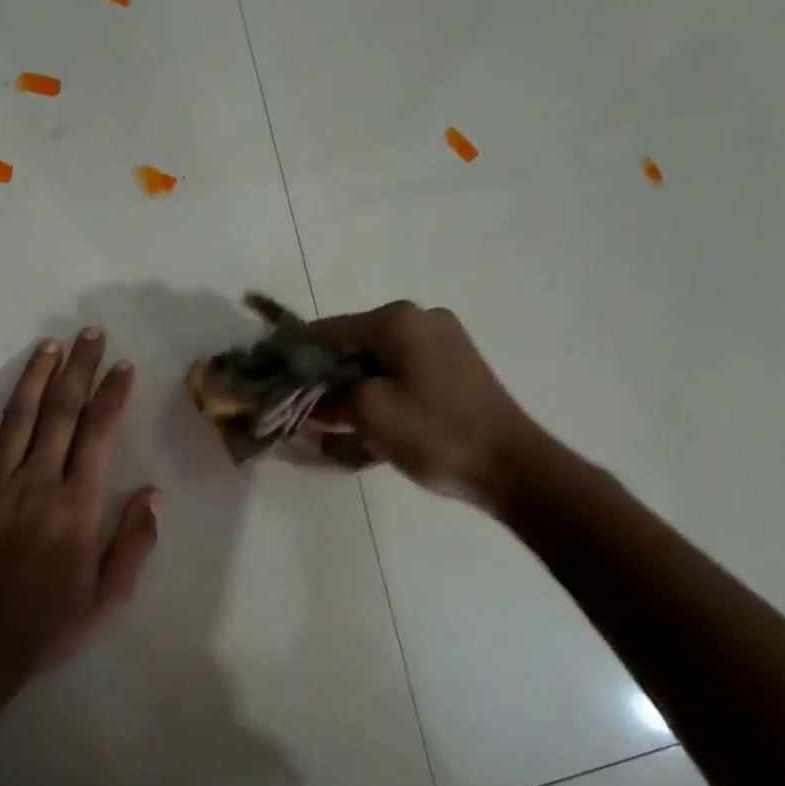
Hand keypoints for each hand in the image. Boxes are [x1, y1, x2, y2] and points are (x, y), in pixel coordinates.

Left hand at [0, 327, 160, 676]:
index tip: (123, 366)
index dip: (113, 394)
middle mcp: (36, 481)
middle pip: (62, 411)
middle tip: (90, 334)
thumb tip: (153, 493)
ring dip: (35, 376)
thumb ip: (132, 543)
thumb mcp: (107, 597)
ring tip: (50, 346)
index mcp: (76, 504)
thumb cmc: (47, 624)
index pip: (99, 432)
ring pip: (16, 416)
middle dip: (80, 368)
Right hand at [309, 301, 548, 513]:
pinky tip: (370, 422)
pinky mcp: (454, 365)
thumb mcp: (368, 414)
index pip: (326, 331)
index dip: (294, 356)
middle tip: (304, 411)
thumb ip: (328, 398)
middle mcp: (420, 318)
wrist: (513, 467)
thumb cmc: (436, 434)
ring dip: (352, 388)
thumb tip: (308, 399)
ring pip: (376, 360)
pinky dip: (380, 391)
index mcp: (397, 319)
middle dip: (325, 376)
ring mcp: (442, 340)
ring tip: (334, 423)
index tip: (271, 381)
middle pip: (352, 344)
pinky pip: (401, 371)